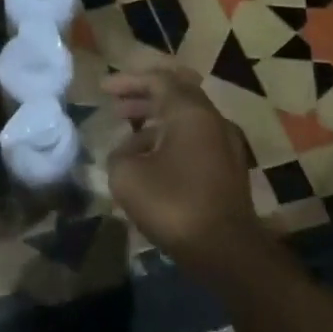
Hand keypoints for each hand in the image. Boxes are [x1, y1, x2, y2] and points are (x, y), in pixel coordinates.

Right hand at [105, 66, 259, 273]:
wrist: (227, 251)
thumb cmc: (174, 204)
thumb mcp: (127, 176)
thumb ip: (119, 153)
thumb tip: (127, 151)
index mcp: (190, 113)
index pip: (158, 80)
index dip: (128, 81)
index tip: (103, 89)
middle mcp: (213, 121)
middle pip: (177, 95)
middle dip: (143, 97)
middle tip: (116, 105)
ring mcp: (226, 145)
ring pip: (187, 120)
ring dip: (156, 121)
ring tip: (127, 134)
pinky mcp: (229, 170)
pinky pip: (196, 141)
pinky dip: (170, 139)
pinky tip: (151, 160)